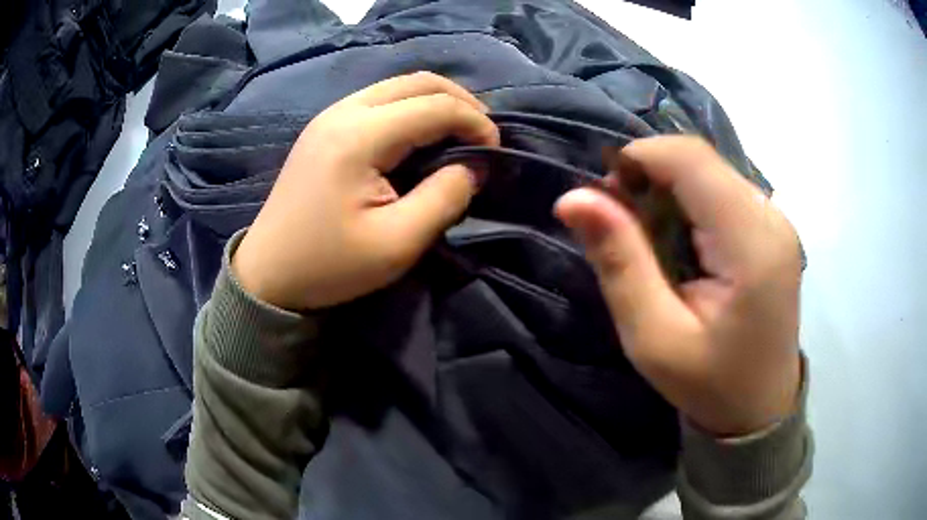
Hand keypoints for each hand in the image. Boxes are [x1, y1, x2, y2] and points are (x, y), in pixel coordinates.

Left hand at [233, 72, 499, 310]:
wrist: (268, 273)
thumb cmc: (329, 266)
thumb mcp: (397, 243)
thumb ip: (445, 198)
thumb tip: (474, 165)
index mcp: (359, 136)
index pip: (435, 106)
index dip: (476, 123)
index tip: (495, 153)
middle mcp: (343, 111)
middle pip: (418, 81)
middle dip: (461, 101)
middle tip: (484, 134)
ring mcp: (330, 115)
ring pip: (398, 85)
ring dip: (436, 102)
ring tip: (459, 133)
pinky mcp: (325, 127)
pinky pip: (379, 100)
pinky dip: (411, 109)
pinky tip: (421, 136)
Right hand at [555, 137, 801, 435]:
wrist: (759, 408)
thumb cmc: (708, 384)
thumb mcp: (654, 337)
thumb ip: (619, 262)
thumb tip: (573, 198)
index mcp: (751, 244)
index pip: (690, 159)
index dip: (638, 159)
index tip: (604, 198)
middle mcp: (772, 217)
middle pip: (699, 161)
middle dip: (649, 177)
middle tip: (620, 225)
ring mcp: (776, 220)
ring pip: (708, 171)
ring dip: (667, 191)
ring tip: (648, 240)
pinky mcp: (772, 228)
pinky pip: (721, 190)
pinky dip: (688, 203)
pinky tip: (679, 243)